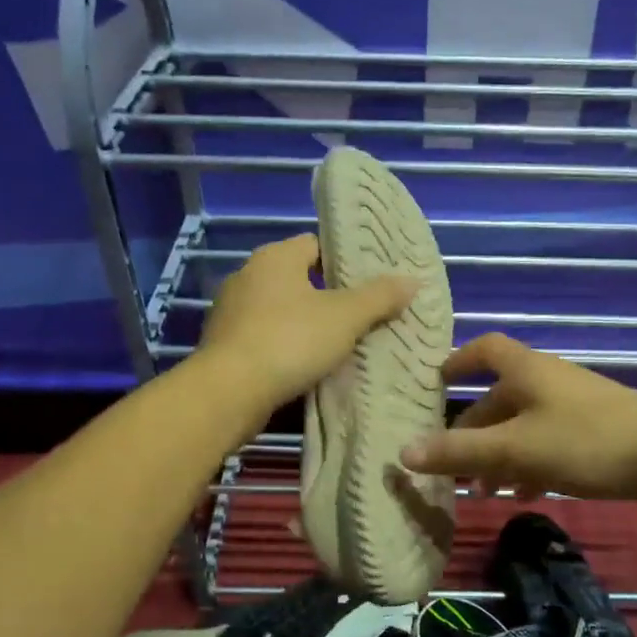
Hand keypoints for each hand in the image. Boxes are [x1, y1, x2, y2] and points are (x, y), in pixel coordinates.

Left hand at [196, 234, 417, 417]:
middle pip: (299, 279)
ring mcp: (231, 311)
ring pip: (281, 311)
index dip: (345, 261)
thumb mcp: (345, 317)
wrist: (229, 392)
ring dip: (306, 324)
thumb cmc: (290, 341)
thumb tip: (411, 280)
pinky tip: (307, 366)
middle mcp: (248, 276)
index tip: (370, 282)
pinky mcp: (225, 345)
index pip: (316, 245)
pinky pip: (265, 338)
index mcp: (275, 258)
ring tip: (340, 343)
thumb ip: (380, 297)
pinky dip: (286, 347)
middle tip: (363, 314)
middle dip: (329, 296)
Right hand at [398, 334, 636, 501]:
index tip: (435, 382)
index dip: (457, 361)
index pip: (484, 349)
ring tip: (485, 491)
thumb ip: (460, 453)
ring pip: (523, 425)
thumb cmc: (585, 442)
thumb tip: (403, 453)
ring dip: (500, 454)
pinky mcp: (594, 431)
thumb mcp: (515, 449)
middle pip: (499, 397)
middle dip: (474, 431)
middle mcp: (547, 380)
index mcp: (526, 370)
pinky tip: (527, 494)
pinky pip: (548, 441)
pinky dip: (530, 463)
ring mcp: (573, 405)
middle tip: (451, 465)